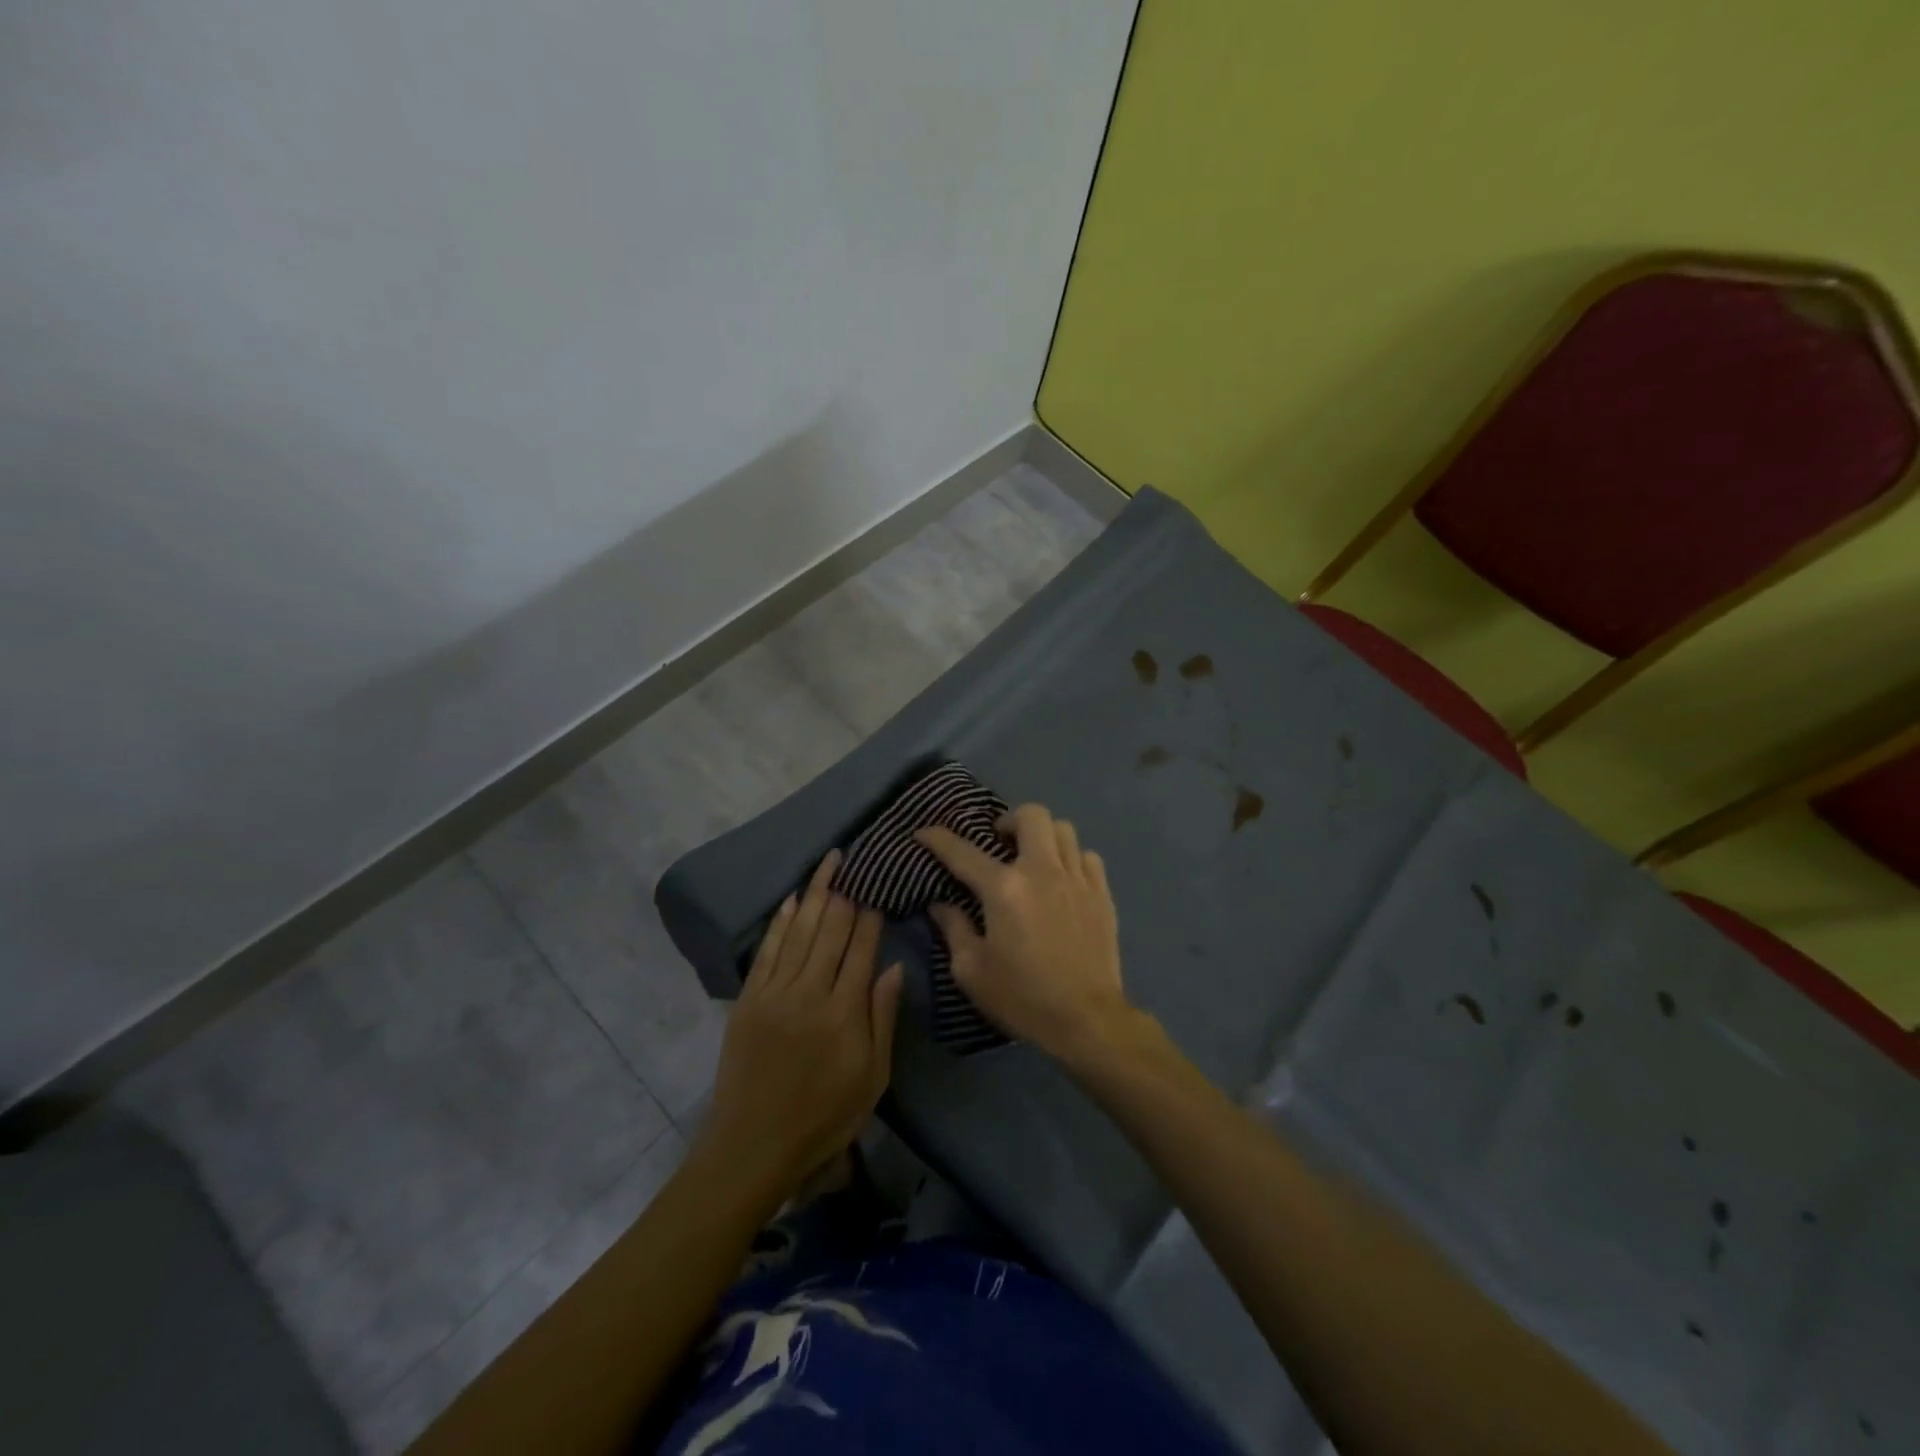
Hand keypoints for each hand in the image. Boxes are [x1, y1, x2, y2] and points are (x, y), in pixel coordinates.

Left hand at [699, 850, 903, 1195]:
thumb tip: (894, 967)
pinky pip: (768, 950)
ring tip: (829, 863)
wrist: (753, 1145)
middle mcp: (809, 992)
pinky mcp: (749, 998)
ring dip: (816, 893)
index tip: (878, 892)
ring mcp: (774, 992)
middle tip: (856, 863)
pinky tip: (792, 899)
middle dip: (845, 894)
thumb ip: (883, 1018)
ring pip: (800, 931)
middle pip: (830, 930)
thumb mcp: (872, 1077)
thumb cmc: (824, 1116)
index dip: (871, 917)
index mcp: (844, 1012)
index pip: (861, 949)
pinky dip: (781, 921)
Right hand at [916, 804, 1133, 1061]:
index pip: (962, 851)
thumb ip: (954, 929)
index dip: (938, 838)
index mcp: (1004, 889)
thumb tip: (940, 903)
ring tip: (1033, 858)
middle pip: (1030, 815)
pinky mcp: (1102, 894)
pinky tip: (1064, 880)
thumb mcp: (972, 971)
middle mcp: (1041, 871)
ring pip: (1063, 829)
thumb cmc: (1022, 997)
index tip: (924, 832)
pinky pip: (1087, 856)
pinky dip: (1071, 859)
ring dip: (1042, 836)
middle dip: (1009, 820)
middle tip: (999, 842)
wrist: (1087, 1019)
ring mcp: (1077, 879)